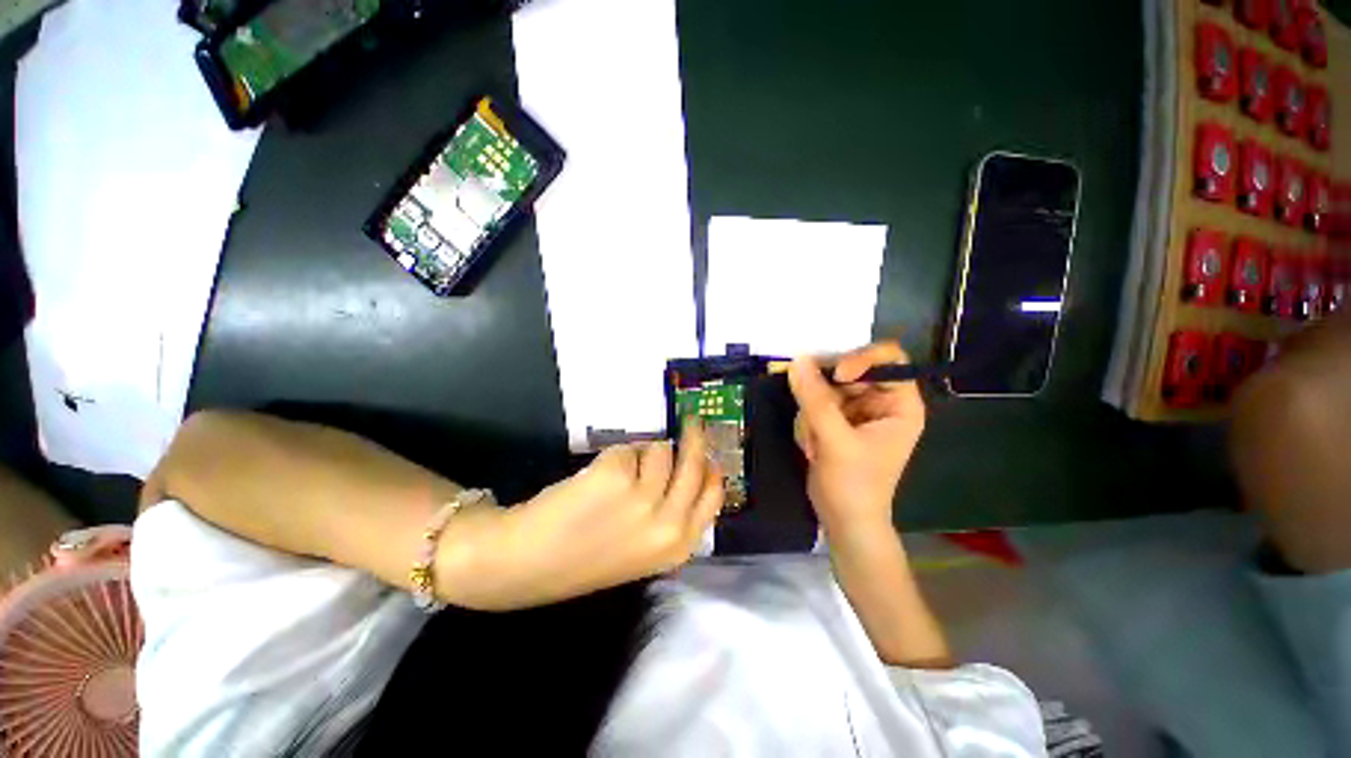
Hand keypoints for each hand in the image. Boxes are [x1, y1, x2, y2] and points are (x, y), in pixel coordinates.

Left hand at [437, 423, 723, 610]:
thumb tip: (689, 466)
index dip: (712, 468)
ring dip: (643, 453)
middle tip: (691, 421)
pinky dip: (616, 456)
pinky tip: (595, 478)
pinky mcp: (615, 475)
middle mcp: (668, 522)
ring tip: (620, 473)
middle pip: (695, 463)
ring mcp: (642, 498)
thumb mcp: (644, 549)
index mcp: (678, 545)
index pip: (714, 494)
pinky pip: (629, 448)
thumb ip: (673, 515)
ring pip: (660, 450)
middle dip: (694, 437)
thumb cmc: (586, 557)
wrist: (526, 562)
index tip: (708, 452)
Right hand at [787, 341, 925, 540]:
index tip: (835, 374)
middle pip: (849, 370)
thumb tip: (797, 360)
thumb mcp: (835, 441)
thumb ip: (816, 399)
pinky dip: (808, 422)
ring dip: (812, 413)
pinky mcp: (836, 420)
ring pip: (825, 387)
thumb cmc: (853, 484)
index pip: (887, 358)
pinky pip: (815, 403)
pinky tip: (813, 448)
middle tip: (809, 412)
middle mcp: (880, 401)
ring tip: (815, 444)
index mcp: (899, 403)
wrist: (843, 520)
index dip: (860, 358)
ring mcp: (856, 410)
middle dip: (825, 393)